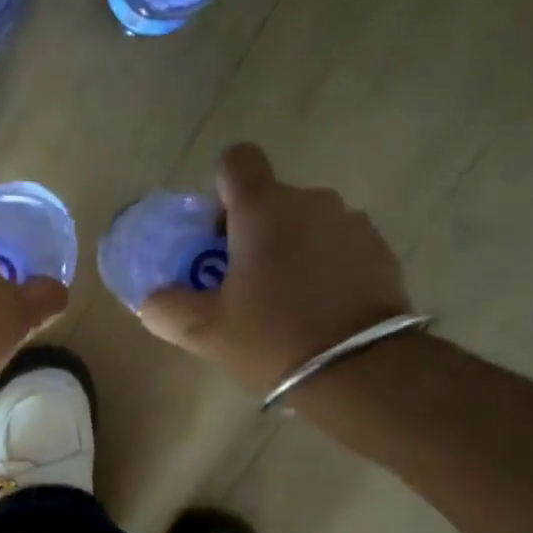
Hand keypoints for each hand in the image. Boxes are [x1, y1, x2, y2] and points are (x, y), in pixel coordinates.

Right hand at [140, 143, 411, 393]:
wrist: (360, 371)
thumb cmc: (272, 338)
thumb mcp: (205, 331)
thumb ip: (166, 308)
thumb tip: (152, 299)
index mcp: (263, 209)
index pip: (237, 161)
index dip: (221, 190)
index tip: (216, 235)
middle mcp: (311, 201)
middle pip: (271, 199)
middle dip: (252, 231)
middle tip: (242, 283)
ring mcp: (351, 223)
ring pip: (306, 223)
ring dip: (290, 248)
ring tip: (285, 300)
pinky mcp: (380, 250)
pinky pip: (338, 245)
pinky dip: (324, 265)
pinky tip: (319, 308)